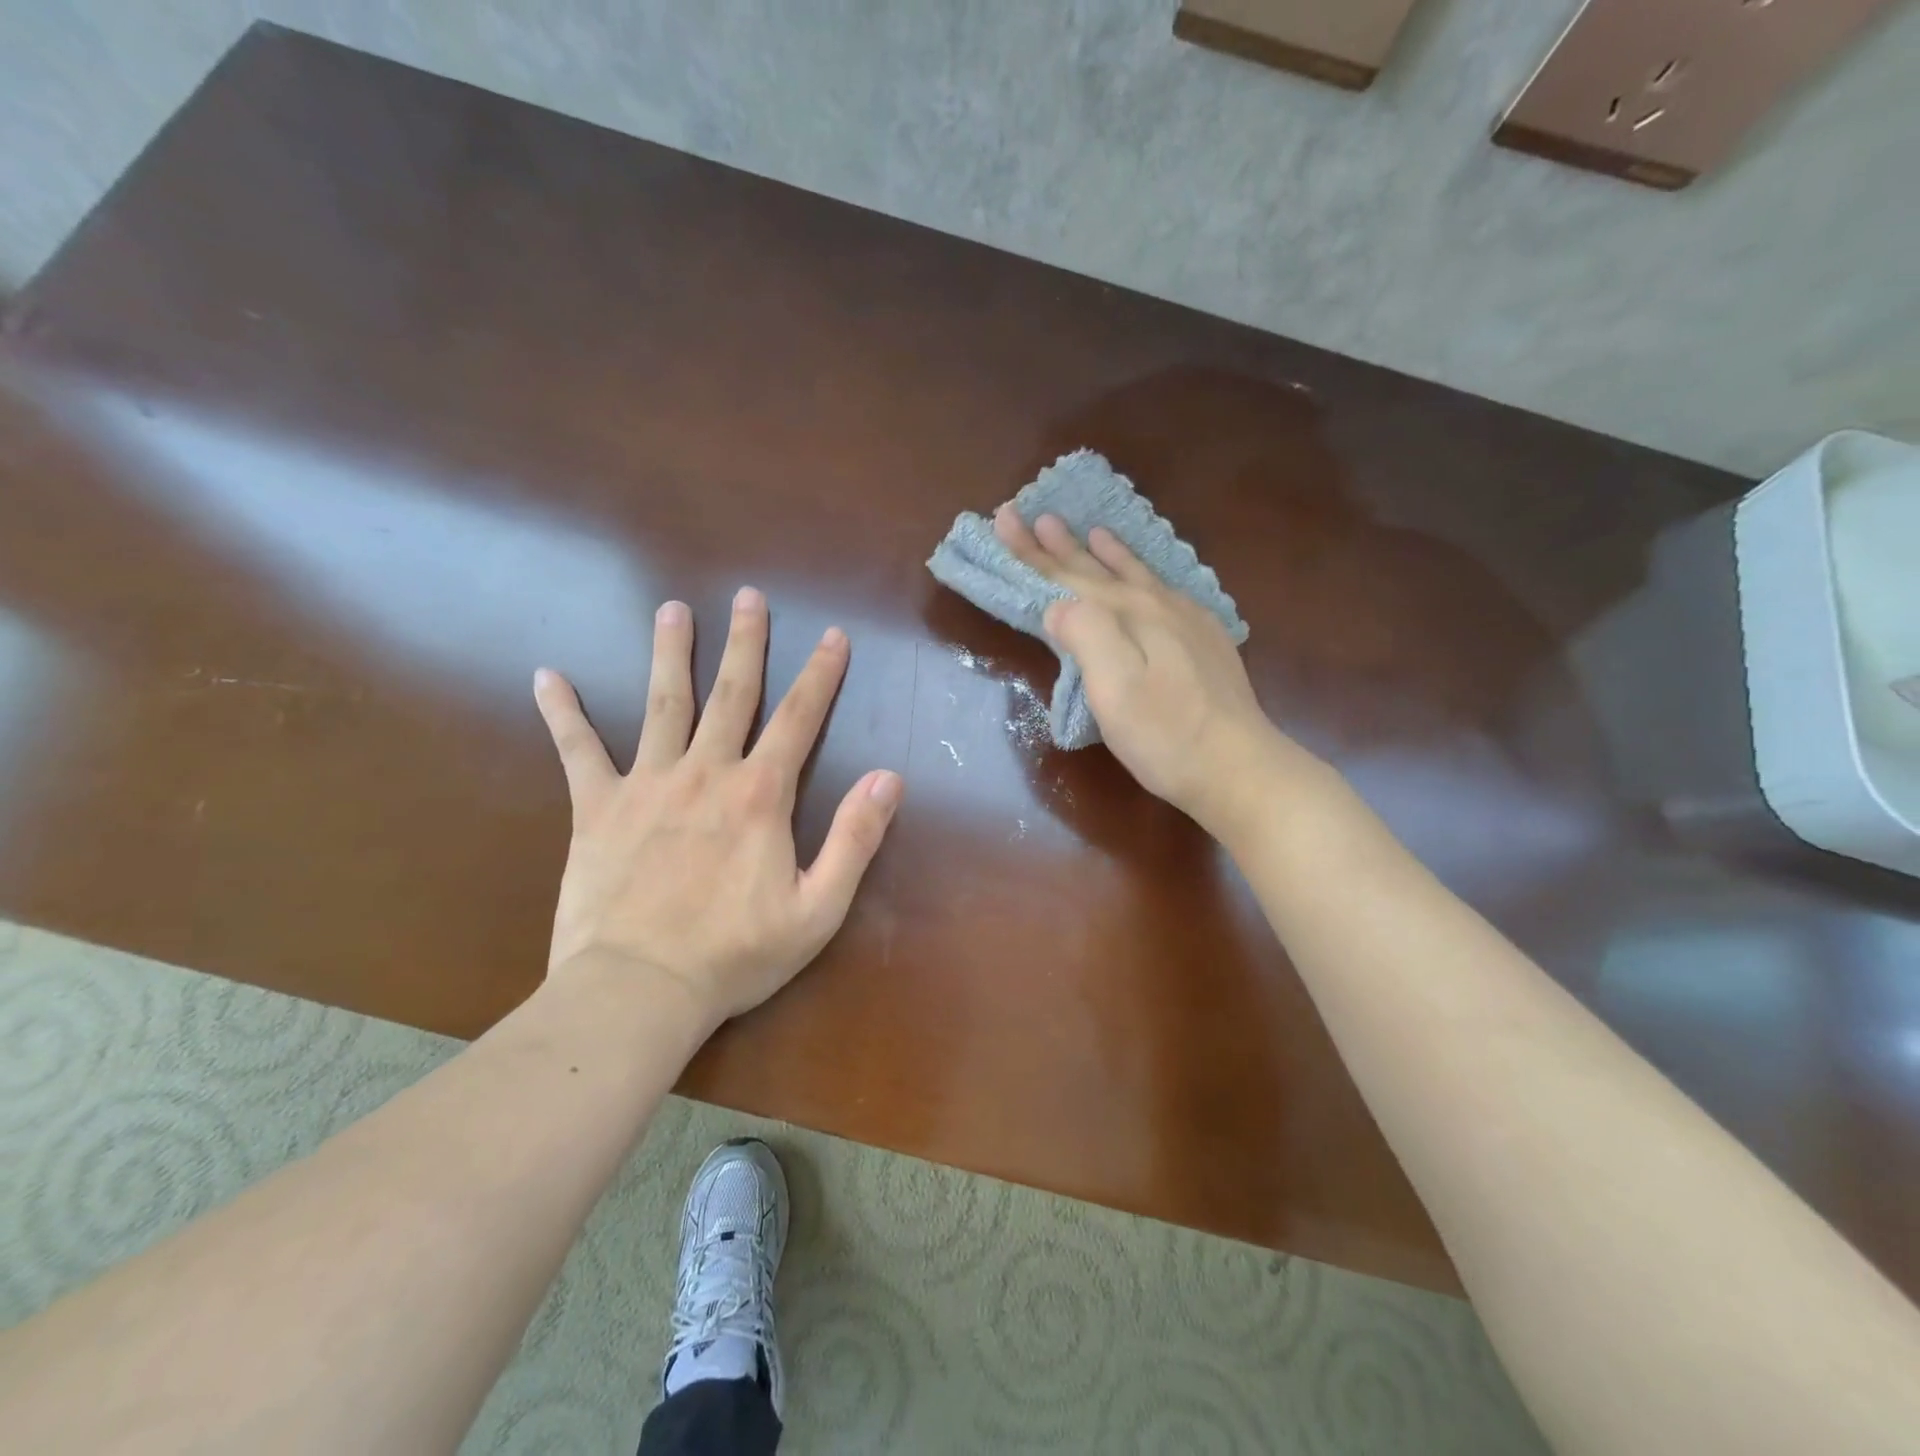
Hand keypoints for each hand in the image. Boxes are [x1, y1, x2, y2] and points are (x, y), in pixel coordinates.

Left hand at [533, 587, 902, 1027]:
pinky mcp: (597, 809)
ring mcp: (647, 785)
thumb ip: (856, 838)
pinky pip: (578, 751)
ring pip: (663, 704)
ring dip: (671, 653)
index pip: (799, 719)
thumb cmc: (736, 955)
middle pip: (731, 694)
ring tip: (674, 610)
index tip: (833, 636)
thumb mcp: (818, 908)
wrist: (638, 991)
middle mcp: (706, 773)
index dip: (820, 675)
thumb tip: (889, 778)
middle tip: (750, 597)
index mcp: (760, 795)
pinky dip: (563, 713)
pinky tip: (547, 676)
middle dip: (746, 643)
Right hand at [994, 507, 1291, 830]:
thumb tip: (1058, 604)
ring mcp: (1187, 621)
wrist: (1237, 766)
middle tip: (1031, 514)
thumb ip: (1085, 637)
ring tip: (1091, 529)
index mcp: (1128, 616)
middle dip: (1060, 545)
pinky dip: (1145, 574)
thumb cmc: (1164, 735)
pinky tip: (1147, 575)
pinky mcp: (1205, 640)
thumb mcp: (1114, 691)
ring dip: (1106, 553)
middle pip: (1097, 570)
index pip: (1068, 577)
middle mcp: (1156, 606)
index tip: (1004, 519)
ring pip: (1135, 575)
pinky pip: (1165, 590)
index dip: (1031, 552)